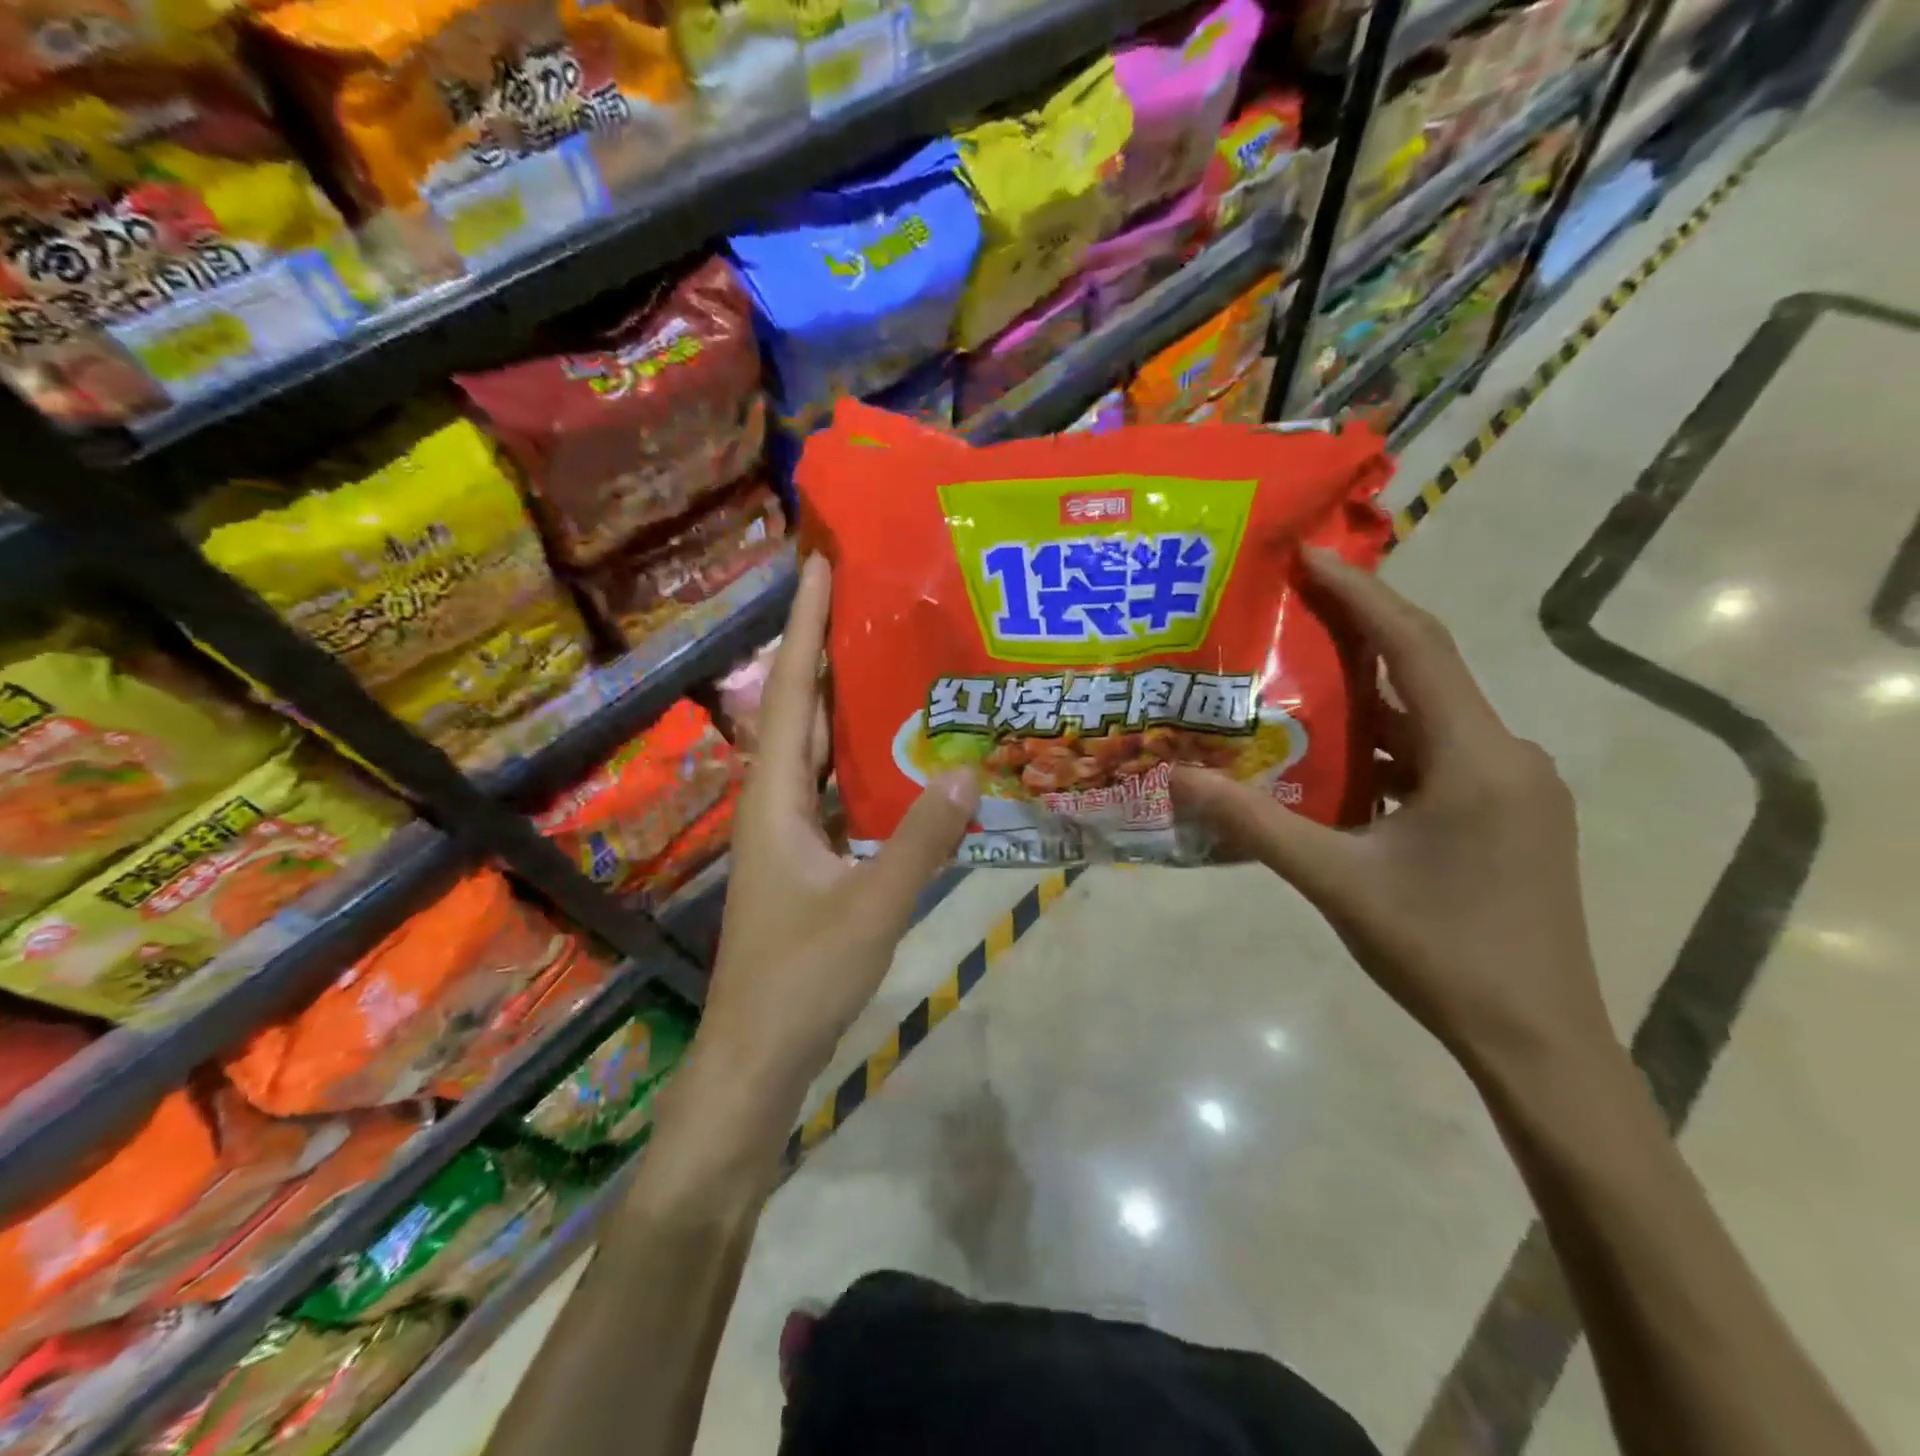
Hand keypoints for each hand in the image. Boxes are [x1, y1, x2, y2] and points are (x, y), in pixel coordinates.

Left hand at [691, 555, 978, 1139]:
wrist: (757, 1054)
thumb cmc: (801, 979)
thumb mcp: (871, 907)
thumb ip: (921, 840)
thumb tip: (970, 768)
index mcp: (774, 796)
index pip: (789, 691)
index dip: (802, 626)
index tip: (818, 565)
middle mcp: (774, 800)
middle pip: (800, 708)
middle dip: (825, 648)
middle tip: (870, 597)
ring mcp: (788, 830)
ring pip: (816, 747)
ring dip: (844, 701)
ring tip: (890, 655)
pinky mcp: (807, 857)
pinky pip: (833, 786)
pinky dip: (860, 758)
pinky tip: (900, 751)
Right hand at [1172, 548, 1615, 1079]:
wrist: (1538, 1041)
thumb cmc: (1440, 952)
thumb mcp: (1335, 881)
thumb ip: (1255, 824)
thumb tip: (1179, 780)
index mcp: (1475, 758)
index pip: (1415, 648)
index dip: (1362, 594)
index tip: (1311, 555)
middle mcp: (1506, 756)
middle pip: (1425, 672)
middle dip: (1359, 632)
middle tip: (1291, 605)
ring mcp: (1513, 788)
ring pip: (1430, 718)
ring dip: (1369, 696)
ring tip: (1299, 677)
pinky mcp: (1508, 816)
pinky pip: (1438, 756)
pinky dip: (1387, 744)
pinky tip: (1339, 760)